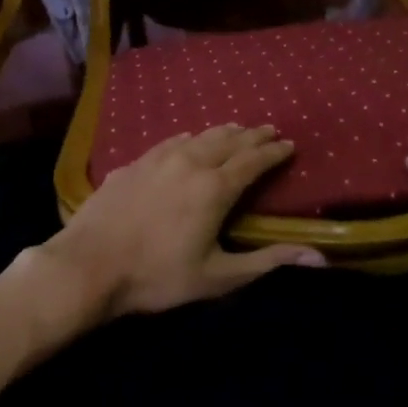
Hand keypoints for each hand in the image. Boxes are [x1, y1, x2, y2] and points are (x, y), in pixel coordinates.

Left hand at [37, 126, 325, 321]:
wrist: (90, 263)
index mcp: (215, 187)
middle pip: (229, 140)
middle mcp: (191, 161)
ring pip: (200, 135)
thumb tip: (317, 256)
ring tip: (237, 129)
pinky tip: (190, 138)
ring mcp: (159, 157)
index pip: (253, 160)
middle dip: (252, 134)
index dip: (273, 151)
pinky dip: (191, 137)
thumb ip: (267, 262)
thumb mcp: (217, 277)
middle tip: (269, 129)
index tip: (289, 144)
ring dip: (223, 132)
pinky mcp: (135, 162)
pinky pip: (172, 140)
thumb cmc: (157, 276)